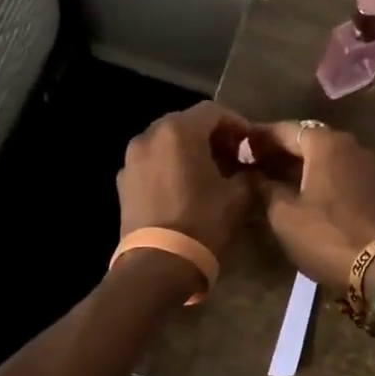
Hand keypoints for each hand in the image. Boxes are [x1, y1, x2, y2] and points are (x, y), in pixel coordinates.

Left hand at [117, 102, 256, 259]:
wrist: (158, 264)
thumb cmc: (202, 222)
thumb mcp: (238, 197)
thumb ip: (249, 174)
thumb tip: (251, 171)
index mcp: (179, 131)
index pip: (213, 111)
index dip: (236, 123)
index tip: (251, 143)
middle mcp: (150, 136)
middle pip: (187, 123)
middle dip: (212, 136)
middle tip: (233, 157)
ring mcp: (132, 159)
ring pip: (167, 142)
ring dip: (189, 151)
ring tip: (208, 173)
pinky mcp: (123, 182)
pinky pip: (152, 163)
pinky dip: (170, 166)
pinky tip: (184, 189)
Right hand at [248, 122, 374, 291]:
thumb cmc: (328, 235)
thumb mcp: (285, 216)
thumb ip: (266, 190)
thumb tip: (255, 178)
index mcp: (325, 143)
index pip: (284, 130)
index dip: (258, 138)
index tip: (238, 146)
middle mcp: (349, 145)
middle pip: (307, 140)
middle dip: (279, 152)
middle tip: (252, 165)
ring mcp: (367, 166)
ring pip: (324, 158)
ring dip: (299, 166)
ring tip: (272, 181)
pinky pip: (339, 174)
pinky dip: (318, 178)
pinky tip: (301, 195)